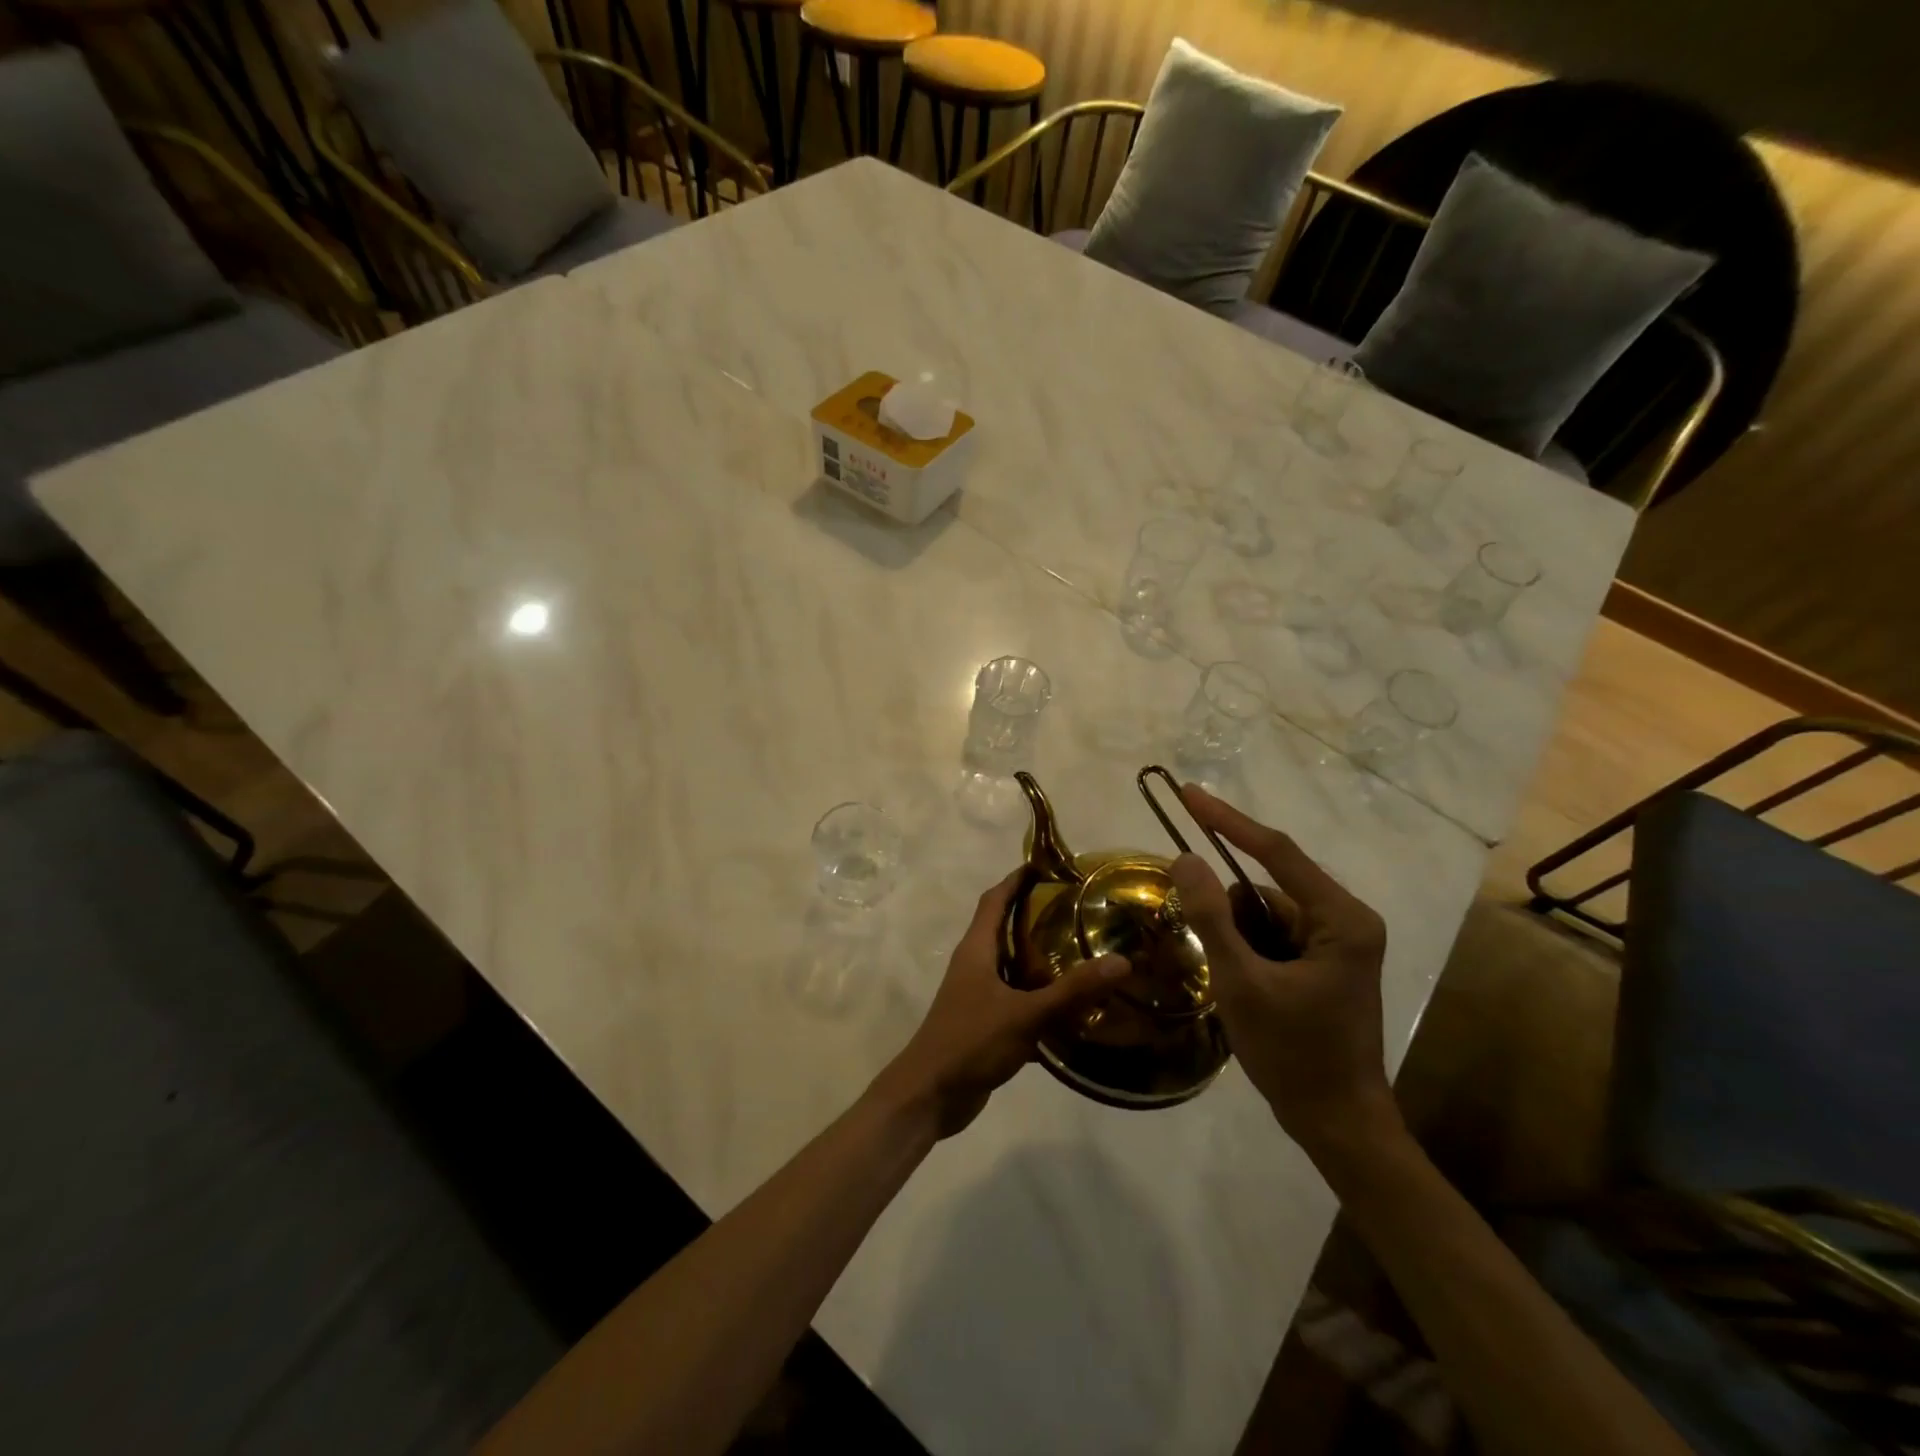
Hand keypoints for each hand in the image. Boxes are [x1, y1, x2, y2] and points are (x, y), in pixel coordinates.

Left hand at [873, 868, 1127, 1137]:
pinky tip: (1072, 1009)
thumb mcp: (1024, 1014)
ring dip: (1040, 959)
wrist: (930, 1095)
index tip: (1047, 865)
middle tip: (1077, 909)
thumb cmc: (970, 1041)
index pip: (994, 899)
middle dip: (1035, 916)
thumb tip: (1121, 961)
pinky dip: (1040, 999)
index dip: (1016, 880)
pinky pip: (1017, 1000)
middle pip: (1004, 929)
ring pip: (1012, 967)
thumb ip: (1071, 991)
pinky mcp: (985, 1023)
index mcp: (976, 949)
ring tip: (1081, 952)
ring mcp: (978, 995)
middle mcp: (975, 965)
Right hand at [1166, 784, 1401, 1158]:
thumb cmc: (1294, 1054)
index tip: (1188, 795)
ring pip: (1265, 914)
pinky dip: (1246, 950)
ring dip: (1235, 936)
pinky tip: (1242, 988)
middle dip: (1229, 912)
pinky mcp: (1324, 962)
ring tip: (1234, 985)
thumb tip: (1185, 857)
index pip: (1276, 852)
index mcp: (1342, 918)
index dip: (1227, 821)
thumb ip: (1211, 916)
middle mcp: (1346, 920)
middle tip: (1210, 949)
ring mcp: (1337, 942)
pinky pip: (1271, 936)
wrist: (1338, 1124)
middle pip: (1268, 888)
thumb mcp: (1242, 983)